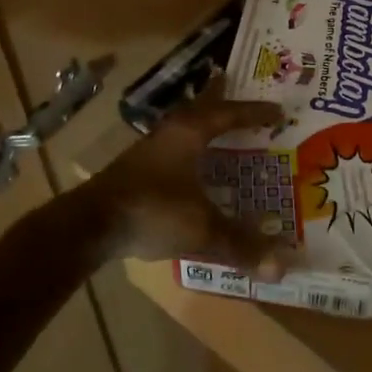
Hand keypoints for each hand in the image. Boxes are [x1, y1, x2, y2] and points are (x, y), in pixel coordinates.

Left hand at [81, 92, 288, 268]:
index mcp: (189, 133)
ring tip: (229, 132)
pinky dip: (194, 151)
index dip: (255, 113)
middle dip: (227, 106)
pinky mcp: (137, 169)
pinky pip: (176, 148)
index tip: (279, 111)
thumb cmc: (151, 211)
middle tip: (251, 105)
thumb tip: (281, 267)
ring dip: (208, 128)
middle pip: (205, 110)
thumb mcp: (201, 229)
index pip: (229, 113)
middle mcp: (170, 132)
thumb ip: (241, 245)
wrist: (90, 226)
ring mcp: (150, 149)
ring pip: (187, 128)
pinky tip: (198, 168)